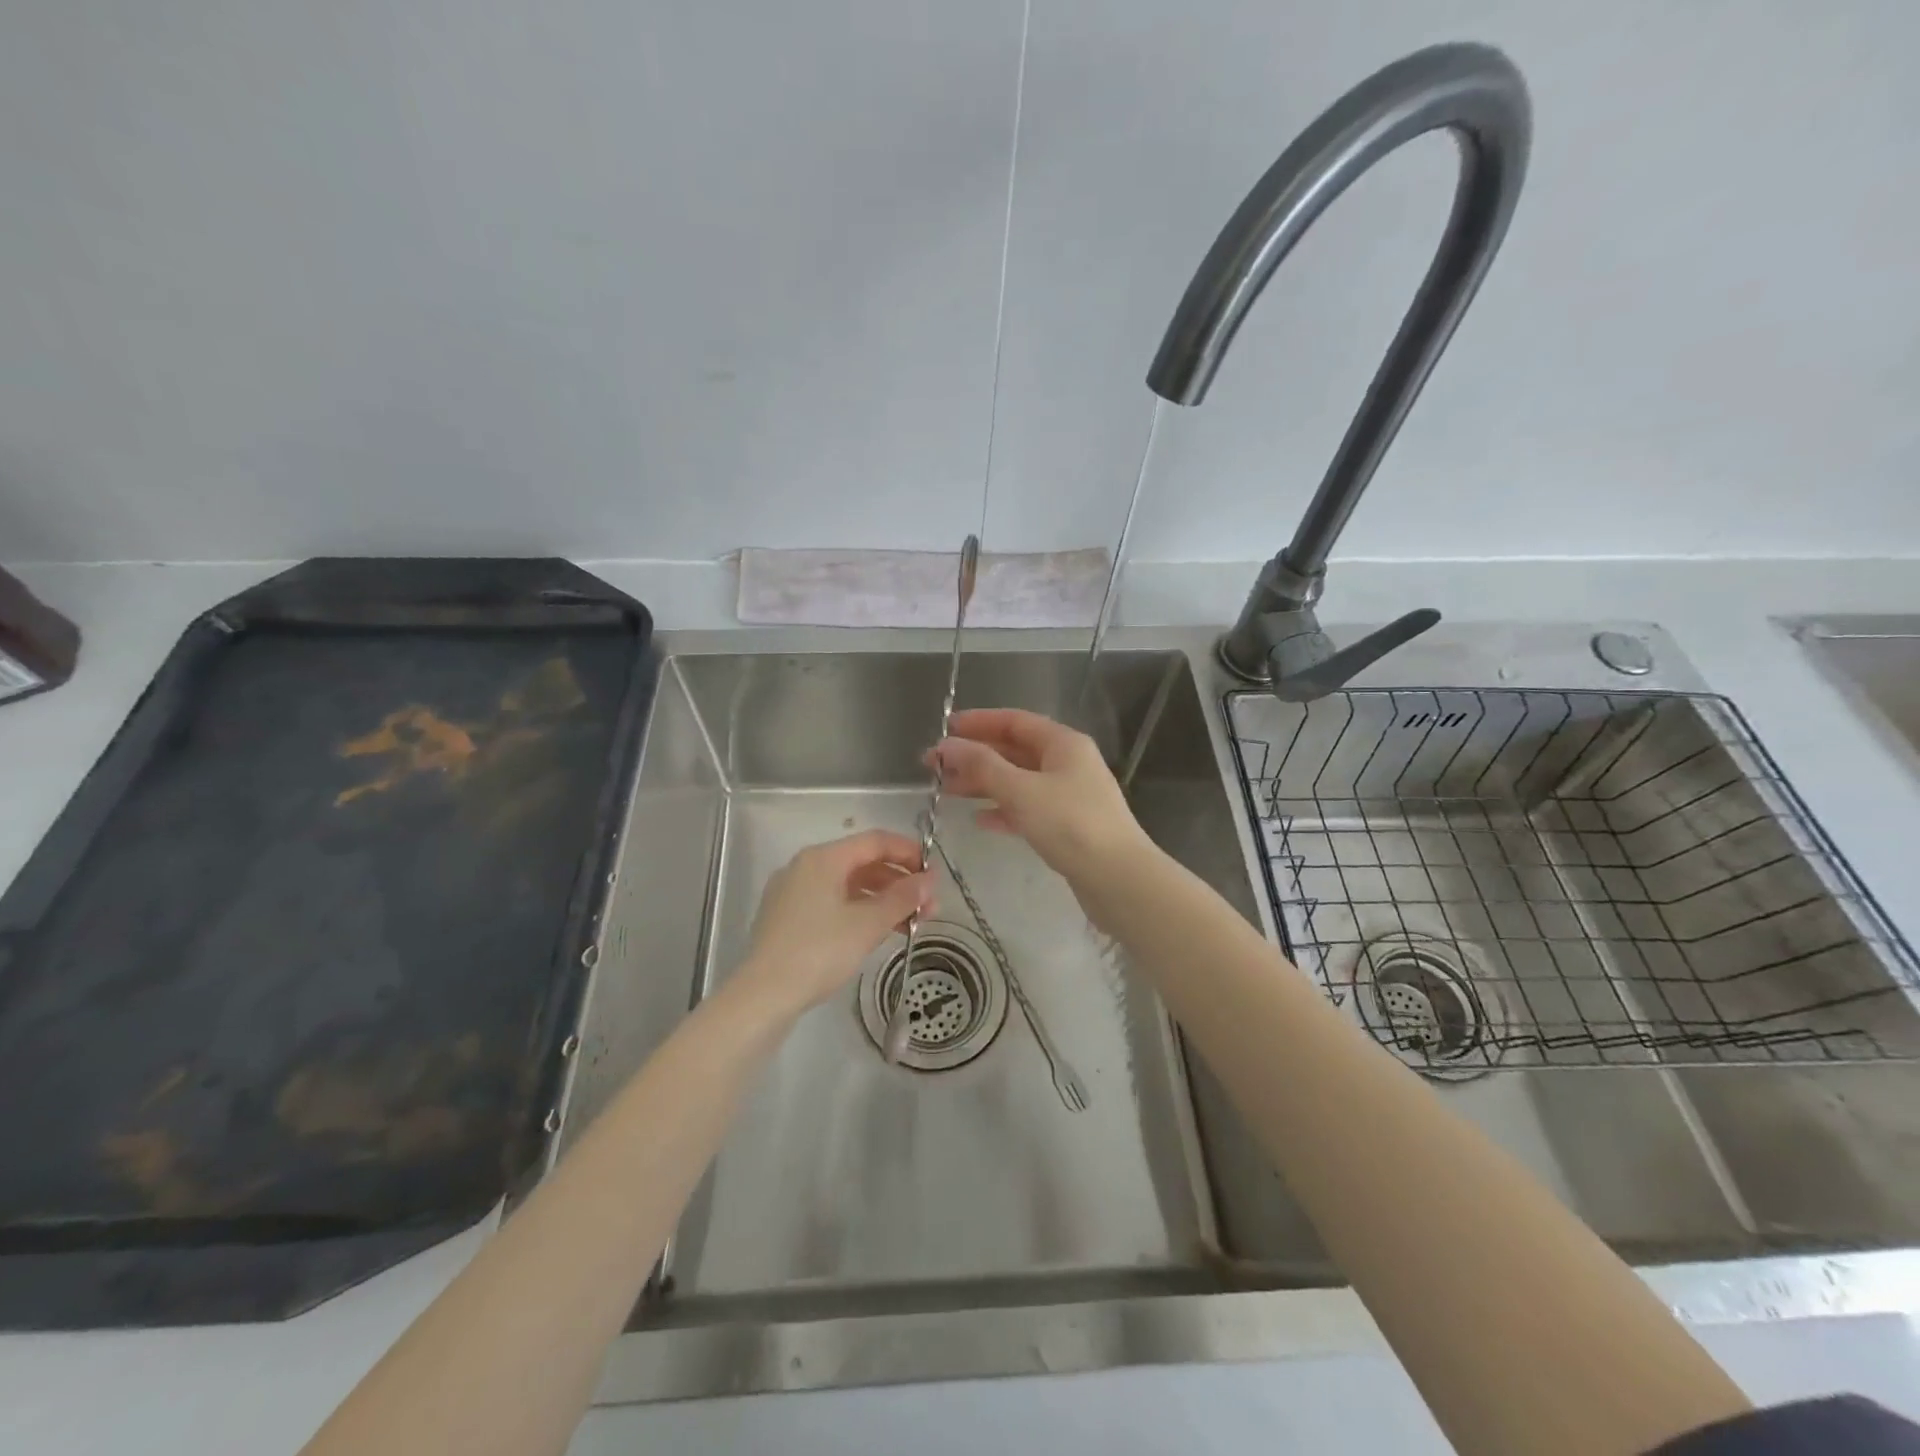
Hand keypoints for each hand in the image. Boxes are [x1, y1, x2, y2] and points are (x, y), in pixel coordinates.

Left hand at [732, 830, 934, 1018]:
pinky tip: (879, 932)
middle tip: (929, 907)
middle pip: (862, 862)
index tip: (934, 874)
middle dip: (899, 882)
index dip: (909, 852)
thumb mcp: (868, 924)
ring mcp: (793, 892)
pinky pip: (833, 902)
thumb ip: (903, 898)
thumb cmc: (819, 951)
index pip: (875, 841)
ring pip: (848, 885)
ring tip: (912, 924)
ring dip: (883, 900)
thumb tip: (930, 880)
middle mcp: (806, 866)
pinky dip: (860, 911)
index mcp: (823, 858)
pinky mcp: (788, 917)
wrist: (763, 996)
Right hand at [931, 708, 1152, 884]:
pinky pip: (1028, 808)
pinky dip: (1003, 810)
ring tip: (946, 791)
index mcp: (1063, 744)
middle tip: (935, 766)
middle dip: (975, 756)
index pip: (1014, 721)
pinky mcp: (1068, 826)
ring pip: (1018, 781)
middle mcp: (1068, 763)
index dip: (978, 722)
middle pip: (1014, 751)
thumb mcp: (1021, 790)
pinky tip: (980, 820)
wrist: (1118, 879)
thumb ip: (981, 766)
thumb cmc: (1070, 825)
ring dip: (984, 784)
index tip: (944, 729)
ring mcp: (1070, 795)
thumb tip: (946, 745)